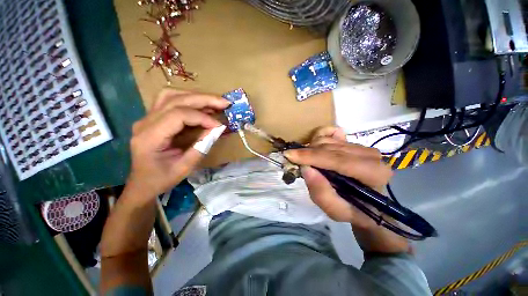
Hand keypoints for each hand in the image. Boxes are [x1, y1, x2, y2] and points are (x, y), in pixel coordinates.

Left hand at [127, 89, 229, 198]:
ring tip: (214, 102)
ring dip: (195, 96)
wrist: (142, 183)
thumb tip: (218, 129)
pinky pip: (171, 101)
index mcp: (150, 137)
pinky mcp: (153, 118)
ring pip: (171, 95)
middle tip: (224, 102)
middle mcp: (145, 122)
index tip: (218, 125)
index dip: (202, 118)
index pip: (178, 115)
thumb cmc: (161, 179)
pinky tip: (203, 106)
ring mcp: (147, 118)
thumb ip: (201, 147)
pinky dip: (189, 100)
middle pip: (175, 100)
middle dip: (203, 99)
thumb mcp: (185, 167)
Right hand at [284, 126, 392, 228]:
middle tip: (292, 159)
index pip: (336, 159)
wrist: (370, 205)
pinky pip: (332, 133)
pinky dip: (319, 137)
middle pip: (330, 147)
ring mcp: (362, 146)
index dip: (311, 156)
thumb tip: (305, 168)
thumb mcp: (337, 212)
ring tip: (304, 160)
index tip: (289, 155)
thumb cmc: (355, 211)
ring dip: (311, 148)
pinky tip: (314, 147)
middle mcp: (370, 155)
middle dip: (307, 152)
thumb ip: (321, 194)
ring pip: (328, 140)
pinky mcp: (355, 143)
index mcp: (372, 173)